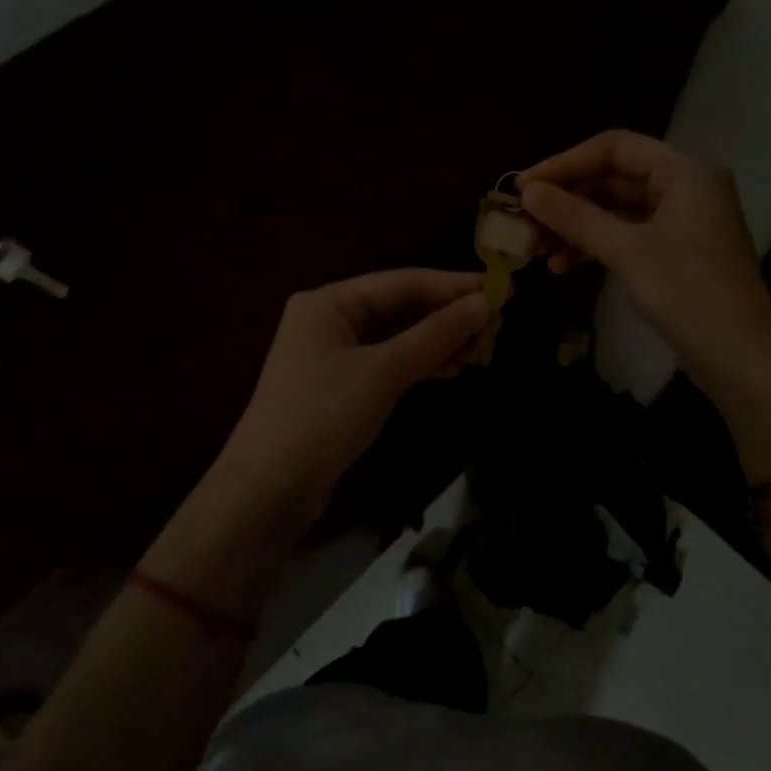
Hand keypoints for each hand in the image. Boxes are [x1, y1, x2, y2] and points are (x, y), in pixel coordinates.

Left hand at [220, 269, 489, 512]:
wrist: (269, 488)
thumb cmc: (323, 416)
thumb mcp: (383, 371)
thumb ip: (435, 335)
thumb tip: (484, 303)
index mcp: (328, 302)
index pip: (401, 281)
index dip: (452, 285)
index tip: (500, 288)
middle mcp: (328, 320)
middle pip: (398, 307)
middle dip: (446, 315)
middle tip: (498, 321)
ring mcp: (331, 355)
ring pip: (396, 337)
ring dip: (437, 341)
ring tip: (483, 347)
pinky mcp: (339, 387)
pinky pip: (387, 363)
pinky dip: (419, 364)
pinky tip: (451, 368)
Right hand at [519, 131, 770, 415]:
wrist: (740, 357)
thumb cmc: (687, 292)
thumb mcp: (626, 251)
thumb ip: (575, 217)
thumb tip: (528, 192)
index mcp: (684, 170)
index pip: (614, 148)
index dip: (565, 163)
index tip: (523, 187)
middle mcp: (685, 186)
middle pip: (614, 177)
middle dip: (567, 199)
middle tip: (523, 220)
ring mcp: (682, 221)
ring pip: (617, 210)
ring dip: (576, 226)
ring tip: (535, 248)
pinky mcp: (676, 252)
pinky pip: (628, 235)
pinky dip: (596, 246)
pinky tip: (563, 266)